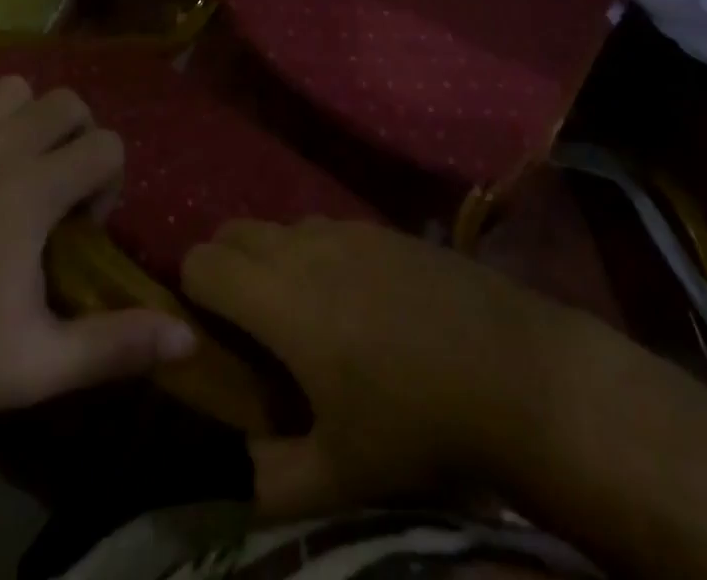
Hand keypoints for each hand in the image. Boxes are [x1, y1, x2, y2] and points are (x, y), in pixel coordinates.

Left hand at [0, 76, 195, 428]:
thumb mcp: (39, 365)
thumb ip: (116, 344)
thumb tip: (189, 341)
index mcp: (32, 191)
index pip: (106, 145)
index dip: (109, 182)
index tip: (85, 226)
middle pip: (67, 102)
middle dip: (79, 139)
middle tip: (59, 191)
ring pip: (13, 87)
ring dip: (28, 119)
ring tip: (18, 166)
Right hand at [181, 219, 566, 517]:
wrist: (514, 368)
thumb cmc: (419, 423)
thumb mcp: (342, 475)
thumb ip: (274, 479)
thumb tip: (246, 461)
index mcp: (282, 299)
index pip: (202, 262)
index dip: (191, 292)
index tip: (208, 333)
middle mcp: (306, 248)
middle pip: (234, 230)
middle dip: (225, 267)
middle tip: (247, 324)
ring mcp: (348, 229)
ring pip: (282, 226)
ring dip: (272, 258)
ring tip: (301, 312)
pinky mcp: (383, 227)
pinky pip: (326, 228)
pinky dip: (314, 253)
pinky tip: (353, 299)